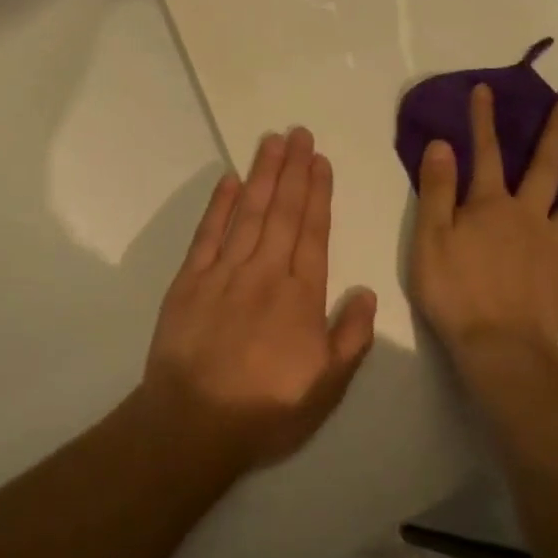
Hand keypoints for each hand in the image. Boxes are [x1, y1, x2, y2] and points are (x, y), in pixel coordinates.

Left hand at [143, 127, 376, 473]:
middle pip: (283, 211)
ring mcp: (224, 271)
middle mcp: (265, 272)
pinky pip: (208, 233)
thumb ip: (351, 336)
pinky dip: (220, 204)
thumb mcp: (327, 386)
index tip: (320, 161)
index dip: (318, 193)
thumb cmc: (267, 408)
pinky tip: (230, 180)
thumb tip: (367, 290)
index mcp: (300, 295)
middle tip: (299, 133)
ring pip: (249, 212)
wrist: (193, 424)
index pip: (313, 232)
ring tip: (273, 141)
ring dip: (263, 174)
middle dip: (293, 169)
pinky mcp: (190, 279)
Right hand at [411, 84, 557, 364]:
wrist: (498, 348)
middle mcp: (529, 219)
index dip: (483, 120)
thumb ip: (437, 189)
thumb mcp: (430, 236)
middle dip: (556, 136)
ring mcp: (554, 253)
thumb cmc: (455, 291)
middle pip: (545, 170)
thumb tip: (442, 144)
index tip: (486, 89)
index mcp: (492, 206)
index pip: (485, 153)